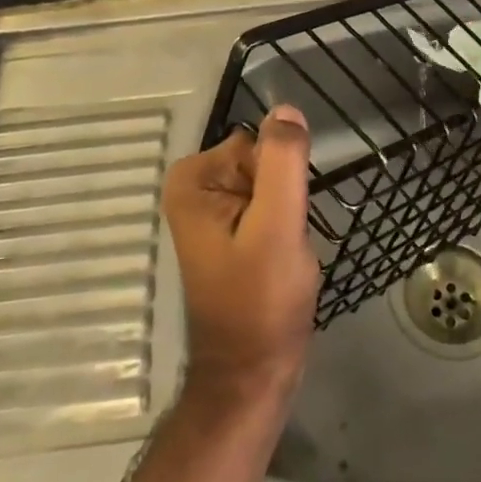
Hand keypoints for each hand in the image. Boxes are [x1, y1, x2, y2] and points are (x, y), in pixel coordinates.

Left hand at [162, 107, 319, 406]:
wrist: (254, 373)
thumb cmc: (261, 301)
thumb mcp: (277, 225)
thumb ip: (282, 161)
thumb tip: (286, 109)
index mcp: (192, 179)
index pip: (257, 143)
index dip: (279, 178)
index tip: (280, 218)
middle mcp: (196, 187)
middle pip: (263, 159)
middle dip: (284, 194)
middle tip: (281, 240)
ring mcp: (213, 209)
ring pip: (273, 181)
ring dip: (287, 212)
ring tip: (281, 252)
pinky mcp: (233, 229)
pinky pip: (271, 203)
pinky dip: (285, 225)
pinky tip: (280, 258)